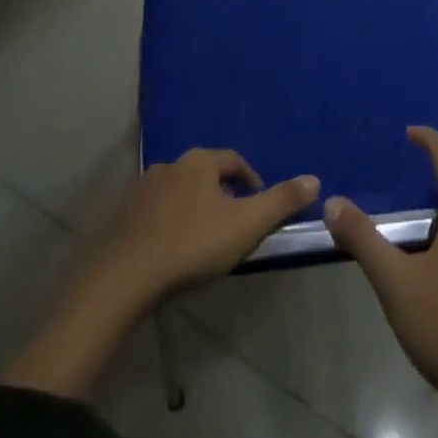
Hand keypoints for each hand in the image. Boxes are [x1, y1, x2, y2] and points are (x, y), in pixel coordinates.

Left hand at [91, 149, 319, 306]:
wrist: (124, 276)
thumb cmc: (192, 245)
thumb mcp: (246, 225)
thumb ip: (281, 201)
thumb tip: (314, 179)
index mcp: (200, 162)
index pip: (233, 160)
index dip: (250, 180)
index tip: (259, 204)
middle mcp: (170, 166)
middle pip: (204, 174)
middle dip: (221, 194)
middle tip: (233, 224)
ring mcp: (142, 190)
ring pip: (177, 192)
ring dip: (193, 208)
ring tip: (203, 239)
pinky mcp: (122, 216)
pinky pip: (154, 213)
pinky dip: (167, 224)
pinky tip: (171, 251)